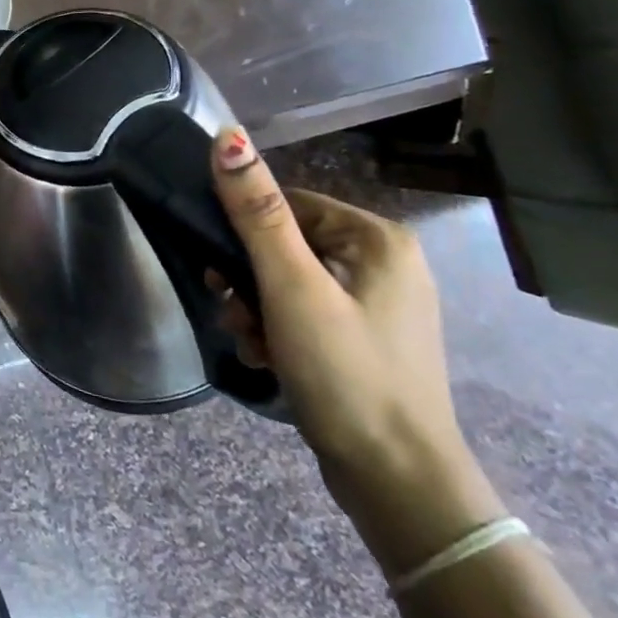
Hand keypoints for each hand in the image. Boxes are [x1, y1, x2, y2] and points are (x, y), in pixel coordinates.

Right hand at [206, 128, 503, 573]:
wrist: (396, 482)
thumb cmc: (345, 372)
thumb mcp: (290, 287)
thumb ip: (255, 211)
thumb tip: (228, 135)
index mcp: (377, 239)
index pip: (285, 204)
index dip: (243, 233)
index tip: (220, 272)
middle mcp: (384, 263)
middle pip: (284, 245)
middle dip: (247, 280)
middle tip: (235, 313)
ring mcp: (377, 305)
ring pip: (288, 281)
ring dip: (256, 308)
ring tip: (252, 342)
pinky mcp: (364, 339)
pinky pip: (305, 313)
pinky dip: (278, 330)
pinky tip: (268, 358)